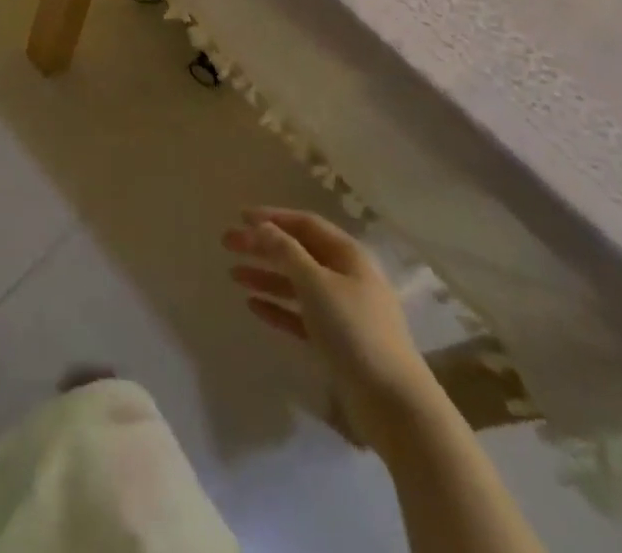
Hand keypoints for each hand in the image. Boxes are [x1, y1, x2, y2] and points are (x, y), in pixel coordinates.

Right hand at [224, 208, 437, 446]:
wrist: (394, 405)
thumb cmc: (355, 331)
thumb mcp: (316, 283)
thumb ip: (286, 252)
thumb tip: (262, 226)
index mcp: (347, 255)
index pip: (305, 224)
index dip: (272, 217)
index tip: (240, 217)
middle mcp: (345, 277)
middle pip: (297, 252)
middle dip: (263, 246)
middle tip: (227, 244)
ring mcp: (341, 311)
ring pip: (296, 284)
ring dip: (266, 276)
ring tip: (233, 274)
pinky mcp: (336, 342)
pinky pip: (300, 315)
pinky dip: (277, 307)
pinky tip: (253, 305)